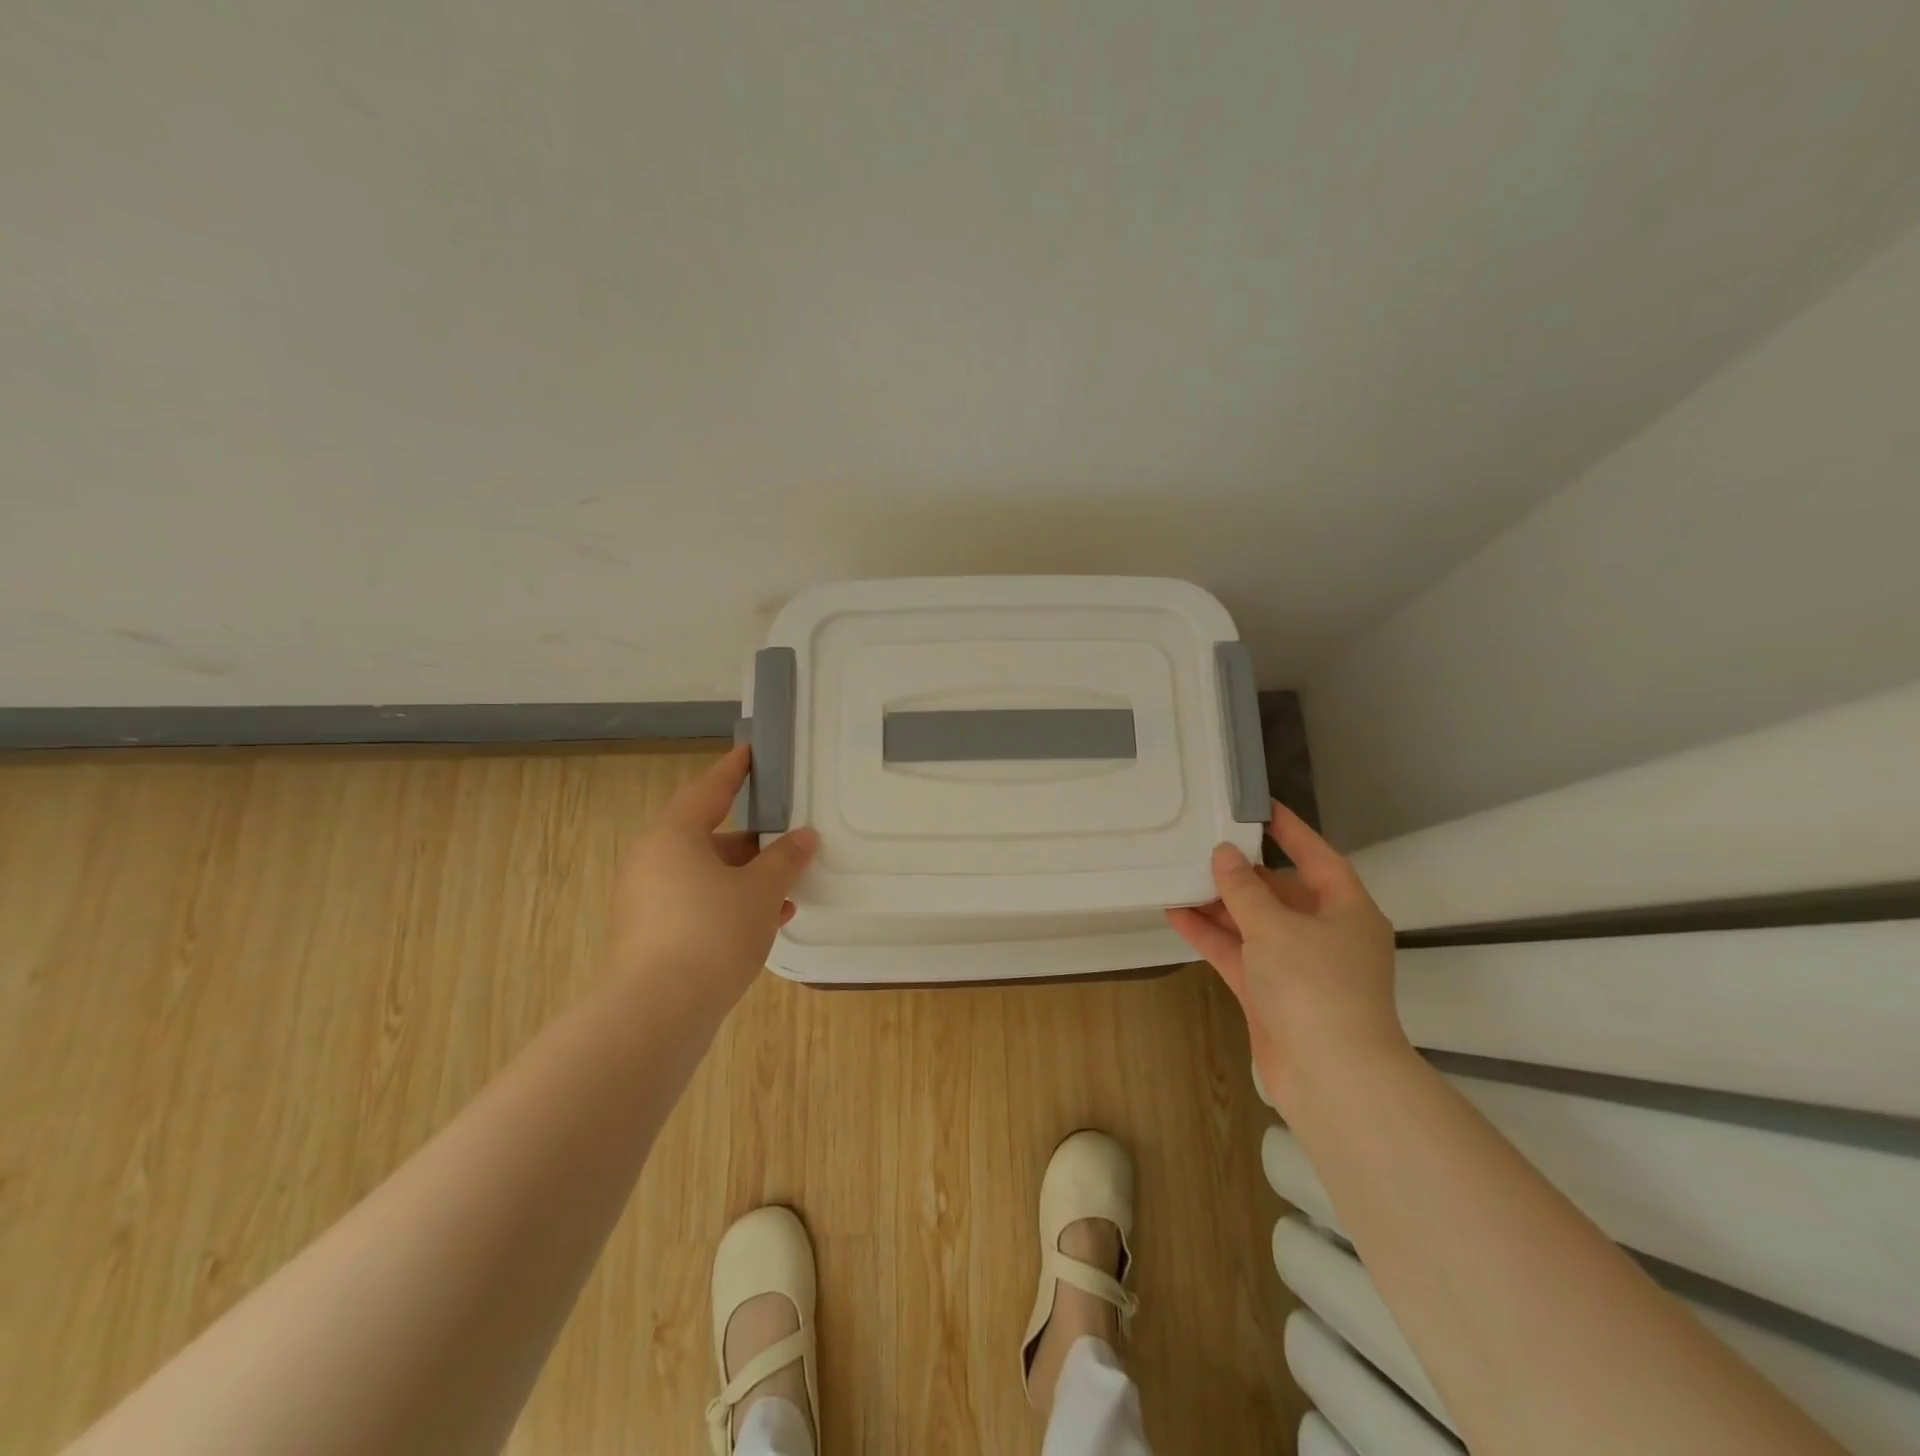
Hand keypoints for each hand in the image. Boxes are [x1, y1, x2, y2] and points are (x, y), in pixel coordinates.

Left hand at [607, 745, 817, 1002]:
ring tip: (786, 888)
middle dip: (751, 841)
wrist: (657, 1013)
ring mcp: (645, 900)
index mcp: (673, 836)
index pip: (709, 790)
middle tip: (786, 838)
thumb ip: (785, 859)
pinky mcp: (648, 934)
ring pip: (703, 875)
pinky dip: (726, 904)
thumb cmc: (712, 933)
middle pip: (707, 836)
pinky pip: (694, 904)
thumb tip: (803, 836)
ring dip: (744, 878)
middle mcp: (651, 861)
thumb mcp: (761, 892)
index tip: (751, 753)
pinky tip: (765, 922)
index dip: (734, 770)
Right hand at [1165, 802, 1404, 1105]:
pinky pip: (1238, 953)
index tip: (1258, 807)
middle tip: (1203, 845)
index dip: (1290, 831)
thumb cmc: (1314, 985)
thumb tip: (1224, 855)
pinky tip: (1176, 914)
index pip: (1318, 858)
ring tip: (1179, 875)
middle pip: (1281, 893)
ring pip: (1254, 924)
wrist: (1330, 1077)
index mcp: (1347, 911)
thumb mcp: (1275, 926)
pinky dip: (1211, 935)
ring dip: (1220, 905)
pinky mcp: (1271, 994)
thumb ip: (1243, 889)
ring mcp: (1297, 967)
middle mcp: (1325, 935)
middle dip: (1242, 873)